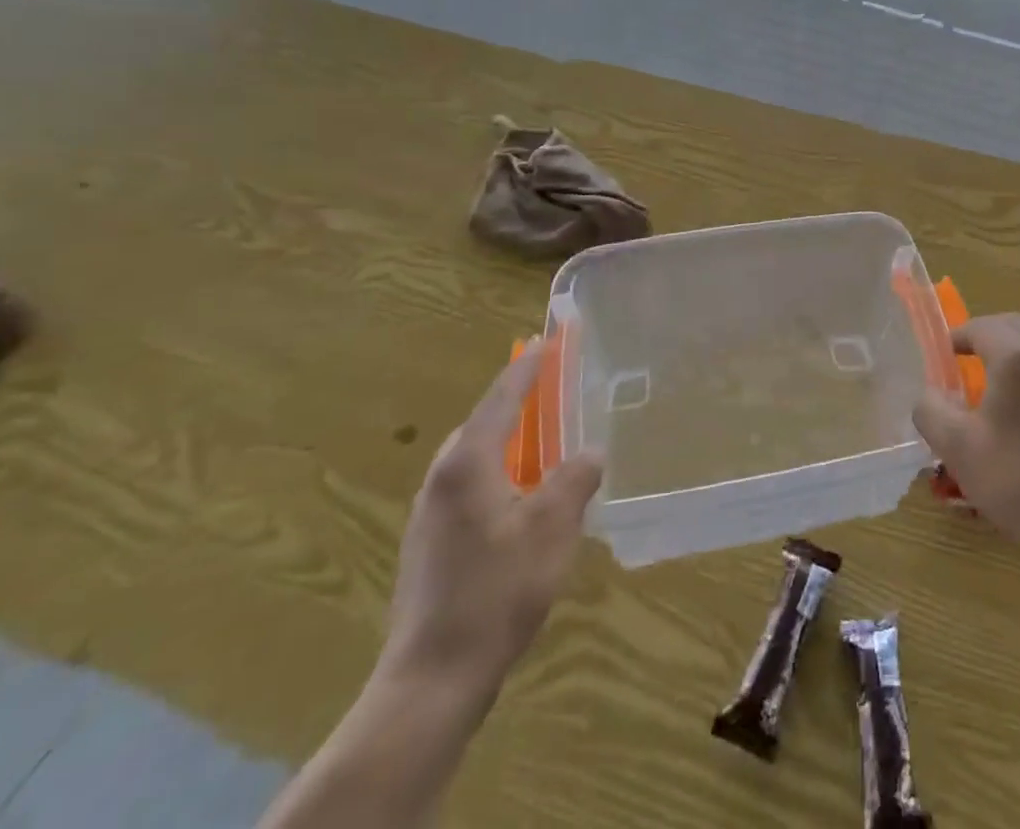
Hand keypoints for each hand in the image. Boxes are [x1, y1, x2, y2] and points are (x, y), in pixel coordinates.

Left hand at [380, 344, 602, 704]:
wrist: (431, 679)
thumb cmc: (496, 590)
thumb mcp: (553, 527)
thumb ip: (575, 478)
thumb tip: (589, 452)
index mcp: (469, 462)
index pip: (502, 397)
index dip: (528, 366)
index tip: (547, 339)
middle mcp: (442, 477)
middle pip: (485, 423)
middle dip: (519, 404)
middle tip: (555, 393)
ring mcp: (429, 513)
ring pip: (476, 458)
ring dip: (510, 443)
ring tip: (546, 447)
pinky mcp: (429, 543)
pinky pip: (470, 487)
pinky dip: (500, 475)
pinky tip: (523, 503)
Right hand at [914, 314, 1019, 569]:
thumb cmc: (1016, 482)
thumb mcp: (955, 447)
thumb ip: (930, 409)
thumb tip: (931, 394)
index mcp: (1019, 358)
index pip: (983, 327)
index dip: (960, 335)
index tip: (945, 354)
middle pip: (1018, 327)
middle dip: (990, 336)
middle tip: (969, 359)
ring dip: (1018, 358)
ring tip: (1001, 390)